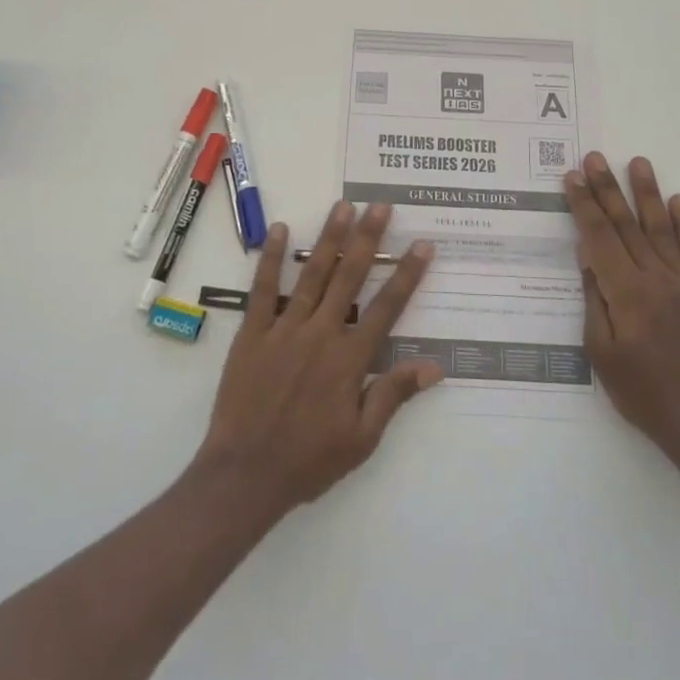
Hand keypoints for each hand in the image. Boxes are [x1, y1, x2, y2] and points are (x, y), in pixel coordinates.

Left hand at [195, 202, 442, 520]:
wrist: (245, 474)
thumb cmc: (308, 461)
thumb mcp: (361, 439)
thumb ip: (393, 395)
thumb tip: (434, 366)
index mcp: (350, 359)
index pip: (387, 307)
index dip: (407, 274)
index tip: (422, 245)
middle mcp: (321, 333)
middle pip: (350, 277)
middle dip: (368, 239)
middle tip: (381, 206)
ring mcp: (285, 329)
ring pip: (313, 274)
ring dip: (329, 238)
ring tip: (343, 206)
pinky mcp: (253, 333)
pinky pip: (263, 289)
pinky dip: (272, 259)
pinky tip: (280, 231)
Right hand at [569, 153, 679, 471]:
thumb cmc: (643, 393)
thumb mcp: (602, 354)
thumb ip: (595, 302)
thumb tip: (588, 259)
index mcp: (628, 294)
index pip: (600, 237)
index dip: (585, 205)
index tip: (573, 177)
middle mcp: (658, 279)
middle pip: (628, 225)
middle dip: (608, 189)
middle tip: (595, 157)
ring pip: (662, 229)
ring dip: (648, 194)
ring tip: (638, 162)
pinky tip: (678, 201)